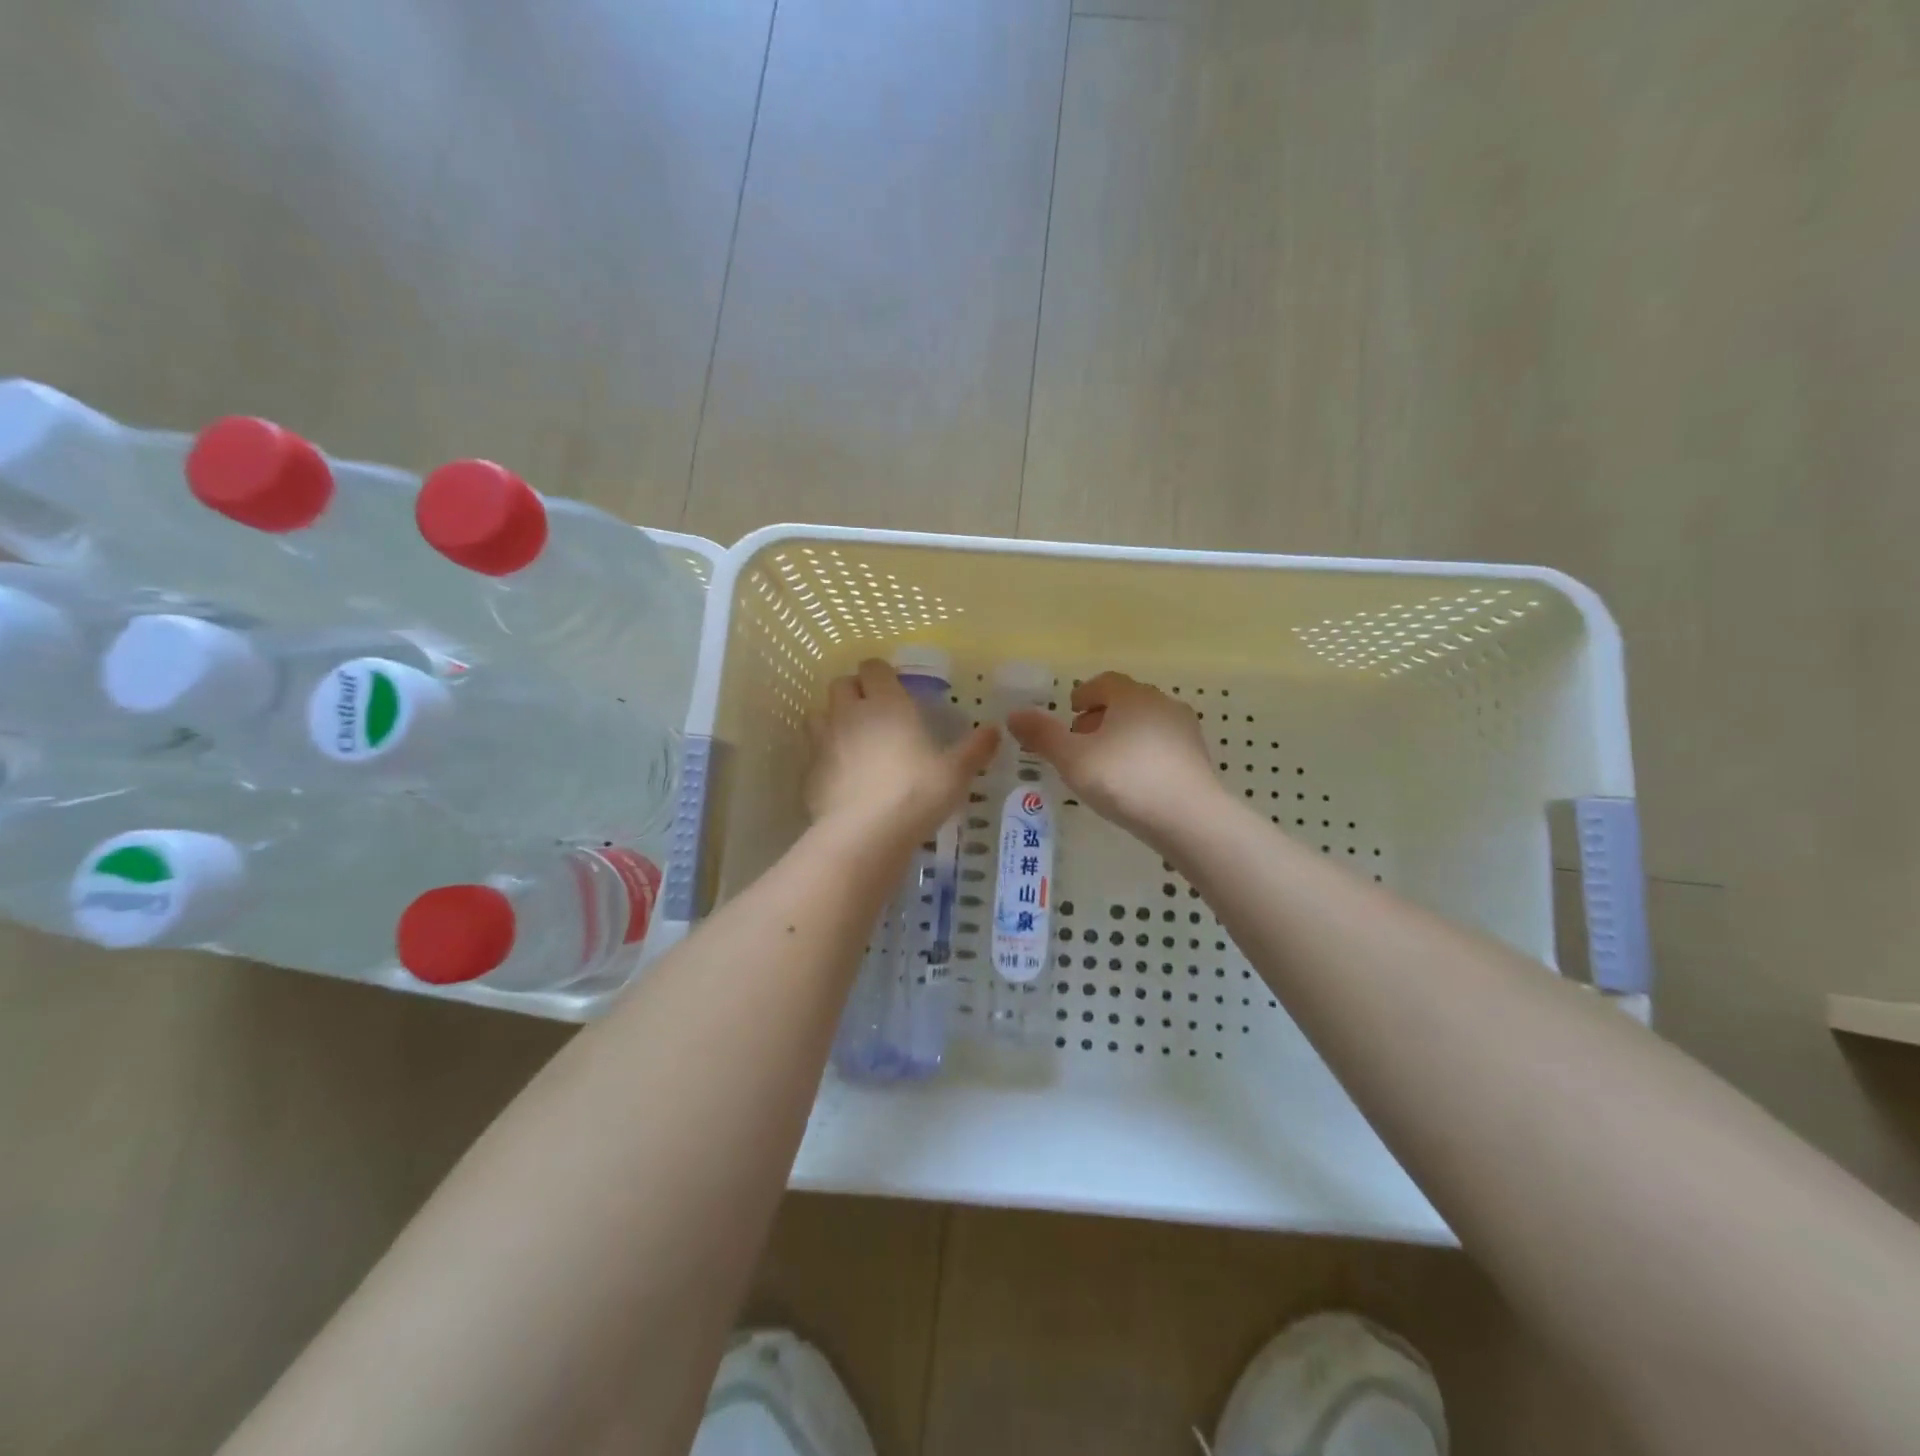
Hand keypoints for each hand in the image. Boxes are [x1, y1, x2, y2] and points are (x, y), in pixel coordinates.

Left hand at [808, 659, 999, 841]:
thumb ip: (975, 749)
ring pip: (819, 714)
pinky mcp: (809, 772)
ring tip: (853, 740)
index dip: (882, 673)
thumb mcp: (956, 773)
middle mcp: (850, 713)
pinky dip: (825, 757)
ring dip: (833, 719)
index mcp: (886, 703)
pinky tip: (842, 776)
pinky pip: (813, 752)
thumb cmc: (916, 794)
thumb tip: (995, 730)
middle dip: (854, 692)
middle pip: (841, 684)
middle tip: (875, 712)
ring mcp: (824, 741)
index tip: (895, 688)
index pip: (873, 666)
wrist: (864, 834)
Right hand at [1007, 672, 1224, 844]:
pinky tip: (1132, 781)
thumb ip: (1043, 735)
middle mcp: (1162, 704)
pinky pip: (1162, 746)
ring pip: (1146, 723)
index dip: (1084, 693)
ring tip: (1104, 764)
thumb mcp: (1073, 759)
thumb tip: (1014, 714)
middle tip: (1080, 740)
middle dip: (1101, 716)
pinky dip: (1142, 753)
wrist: (1190, 818)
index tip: (1070, 710)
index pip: (1105, 682)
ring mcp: (1185, 731)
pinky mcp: (1197, 758)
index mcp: (1132, 696)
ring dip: (1122, 735)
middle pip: (1126, 701)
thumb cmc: (1125, 780)